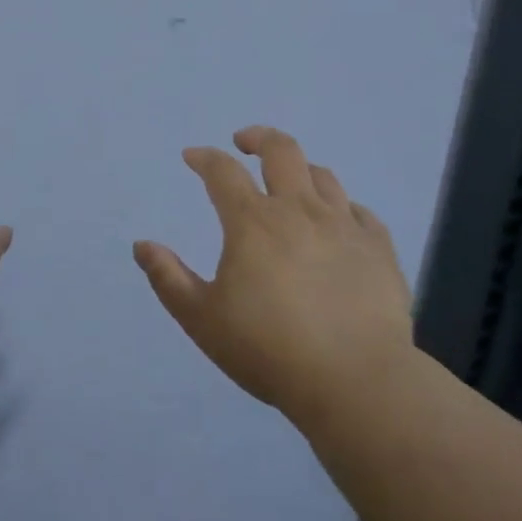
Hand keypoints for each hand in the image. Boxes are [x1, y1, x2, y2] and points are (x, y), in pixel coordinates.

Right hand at [134, 127, 412, 428]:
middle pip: (281, 150)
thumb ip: (168, 279)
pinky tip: (338, 221)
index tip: (192, 157)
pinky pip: (361, 212)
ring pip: (323, 175)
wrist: (356, 382)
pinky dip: (343, 207)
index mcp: (253, 222)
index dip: (204, 158)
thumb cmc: (269, 349)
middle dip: (258, 138)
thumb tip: (142, 245)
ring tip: (290, 182)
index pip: (222, 171)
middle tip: (244, 143)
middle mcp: (299, 210)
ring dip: (300, 169)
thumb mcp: (202, 319)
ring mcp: (344, 226)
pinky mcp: (379, 249)